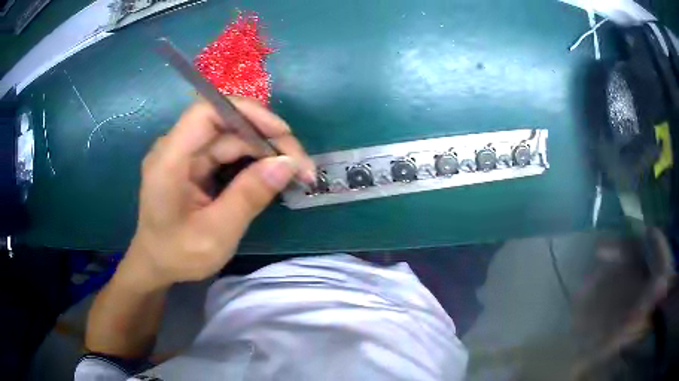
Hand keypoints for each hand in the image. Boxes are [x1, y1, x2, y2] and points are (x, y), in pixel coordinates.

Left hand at [121, 98, 314, 288]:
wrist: (156, 265)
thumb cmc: (178, 255)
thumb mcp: (216, 233)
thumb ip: (249, 197)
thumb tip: (287, 164)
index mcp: (169, 160)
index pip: (207, 112)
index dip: (247, 113)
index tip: (282, 133)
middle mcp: (175, 148)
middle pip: (226, 124)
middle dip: (266, 139)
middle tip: (301, 166)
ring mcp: (185, 154)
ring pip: (231, 138)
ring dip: (264, 151)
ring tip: (294, 172)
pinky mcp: (194, 164)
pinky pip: (227, 153)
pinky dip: (252, 162)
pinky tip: (271, 175)